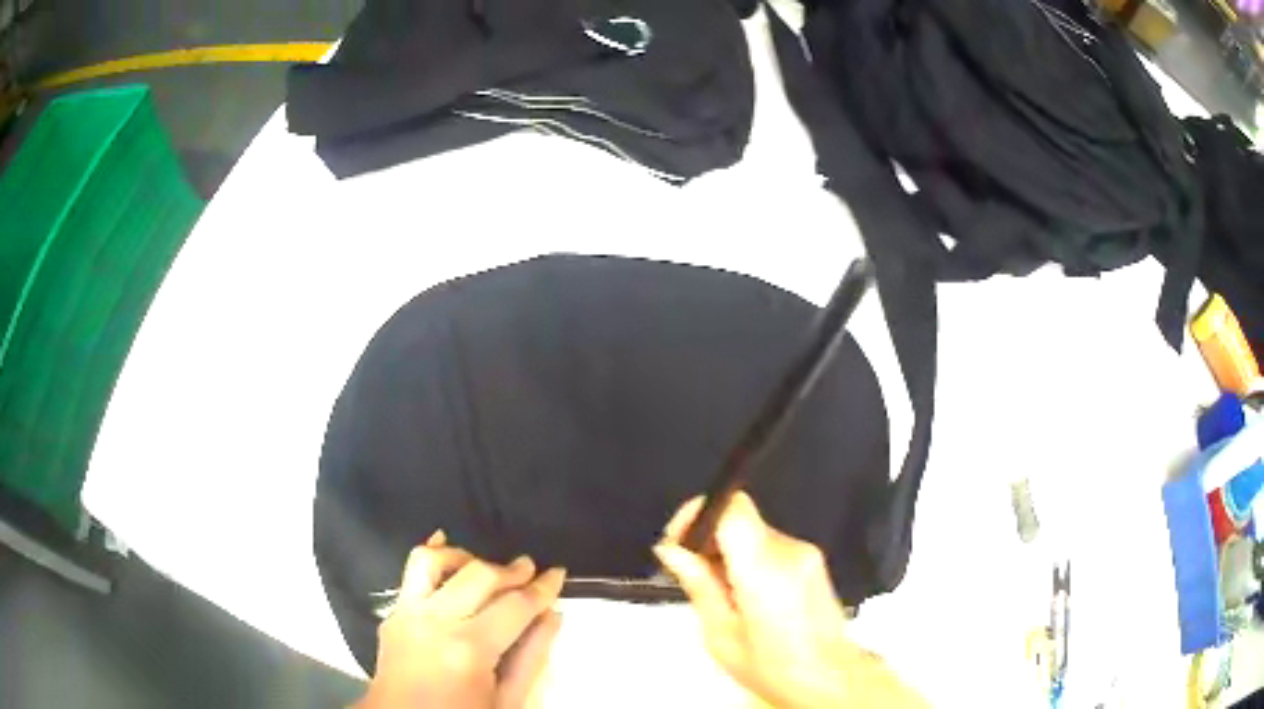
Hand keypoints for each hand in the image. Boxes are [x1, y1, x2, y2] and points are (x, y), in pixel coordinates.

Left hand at [358, 531, 565, 708]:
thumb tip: (552, 614)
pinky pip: (408, 572)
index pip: (515, 606)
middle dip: (512, 570)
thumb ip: (532, 657)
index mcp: (469, 650)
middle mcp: (435, 622)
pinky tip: (444, 543)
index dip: (542, 588)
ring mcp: (407, 614)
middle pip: (479, 576)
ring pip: (434, 560)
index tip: (558, 574)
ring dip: (466, 557)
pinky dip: (431, 554)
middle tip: (531, 571)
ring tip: (487, 570)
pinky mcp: (392, 614)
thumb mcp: (509, 701)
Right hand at [654, 493, 924, 708]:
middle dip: (709, 541)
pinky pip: (770, 545)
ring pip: (753, 532)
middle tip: (692, 575)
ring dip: (729, 553)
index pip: (732, 509)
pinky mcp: (813, 559)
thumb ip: (698, 585)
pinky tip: (745, 596)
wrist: (829, 675)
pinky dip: (750, 561)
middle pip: (739, 519)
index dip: (698, 514)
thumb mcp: (721, 635)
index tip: (679, 541)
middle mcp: (790, 552)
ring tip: (722, 595)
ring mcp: (806, 553)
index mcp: (764, 571)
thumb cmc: (776, 667)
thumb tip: (672, 550)